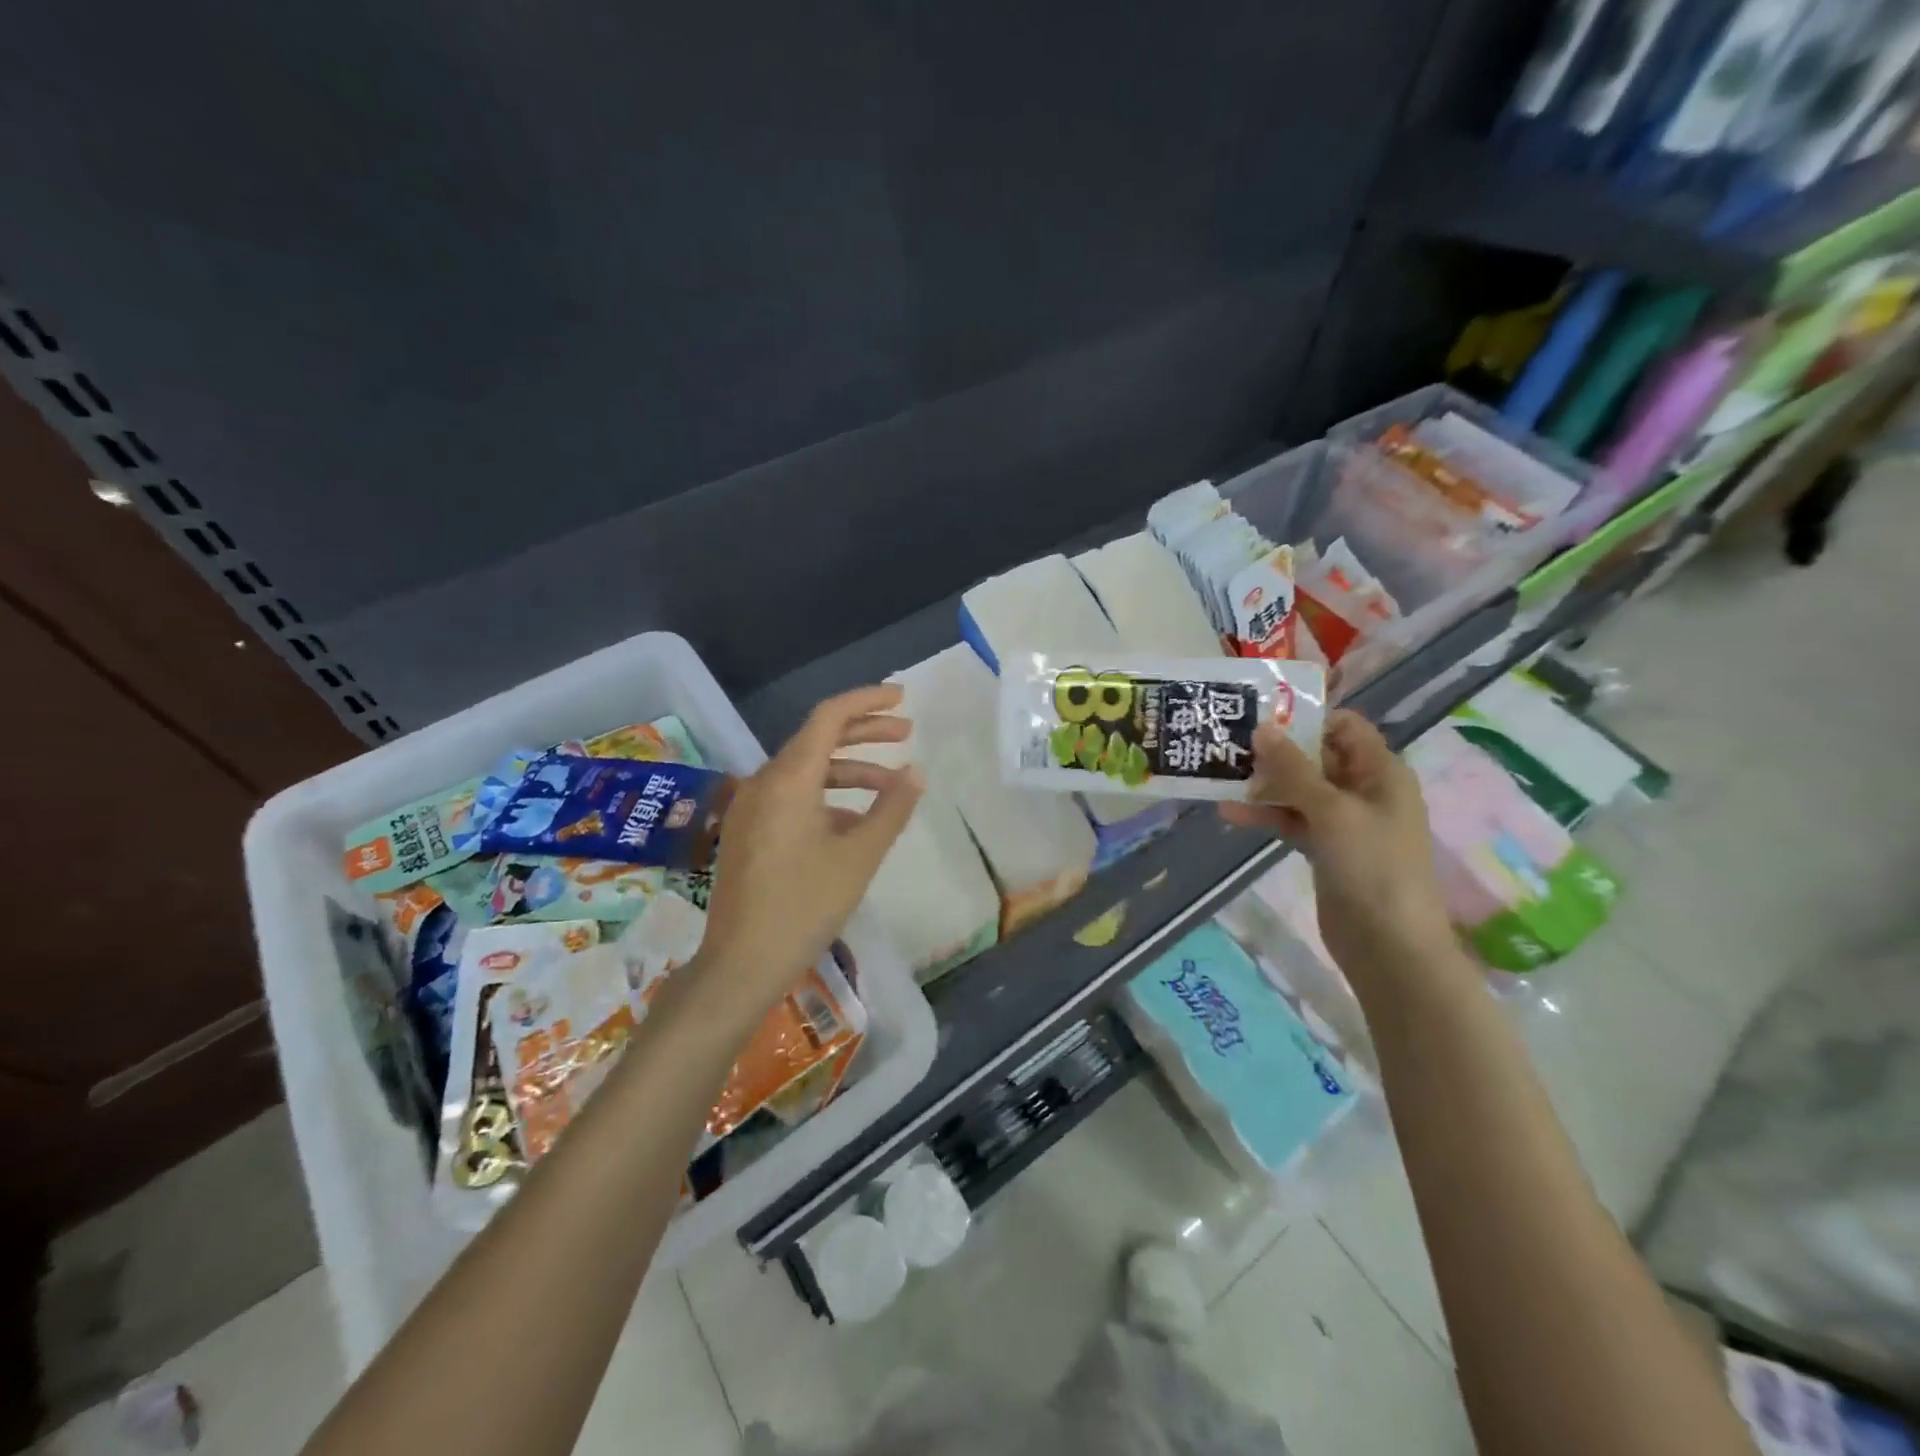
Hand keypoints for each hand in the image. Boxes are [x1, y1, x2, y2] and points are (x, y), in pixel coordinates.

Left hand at [697, 685, 922, 1019]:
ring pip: (805, 771)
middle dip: (864, 733)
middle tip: (906, 733)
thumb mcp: (859, 857)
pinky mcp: (747, 832)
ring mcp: (750, 808)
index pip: (828, 718)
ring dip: (849, 769)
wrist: (741, 963)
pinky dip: (826, 796)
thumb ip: (891, 809)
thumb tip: (916, 773)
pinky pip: (791, 797)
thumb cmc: (804, 906)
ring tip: (891, 783)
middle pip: (817, 739)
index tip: (902, 699)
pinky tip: (853, 820)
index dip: (867, 701)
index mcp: (788, 779)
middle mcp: (763, 783)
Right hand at [1219, 709, 1455, 988]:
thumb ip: (1293, 769)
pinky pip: (1291, 820)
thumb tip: (1262, 728)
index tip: (1260, 715)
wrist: (1388, 944)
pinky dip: (1265, 816)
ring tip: (1220, 776)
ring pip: (1299, 790)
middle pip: (1316, 757)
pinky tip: (1229, 814)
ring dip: (1263, 785)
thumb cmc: (1371, 866)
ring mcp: (1343, 821)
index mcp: (1380, 772)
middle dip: (1275, 751)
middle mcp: (1364, 790)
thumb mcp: (1331, 810)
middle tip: (1228, 742)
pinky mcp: (1325, 848)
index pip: (1345, 727)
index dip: (1306, 718)